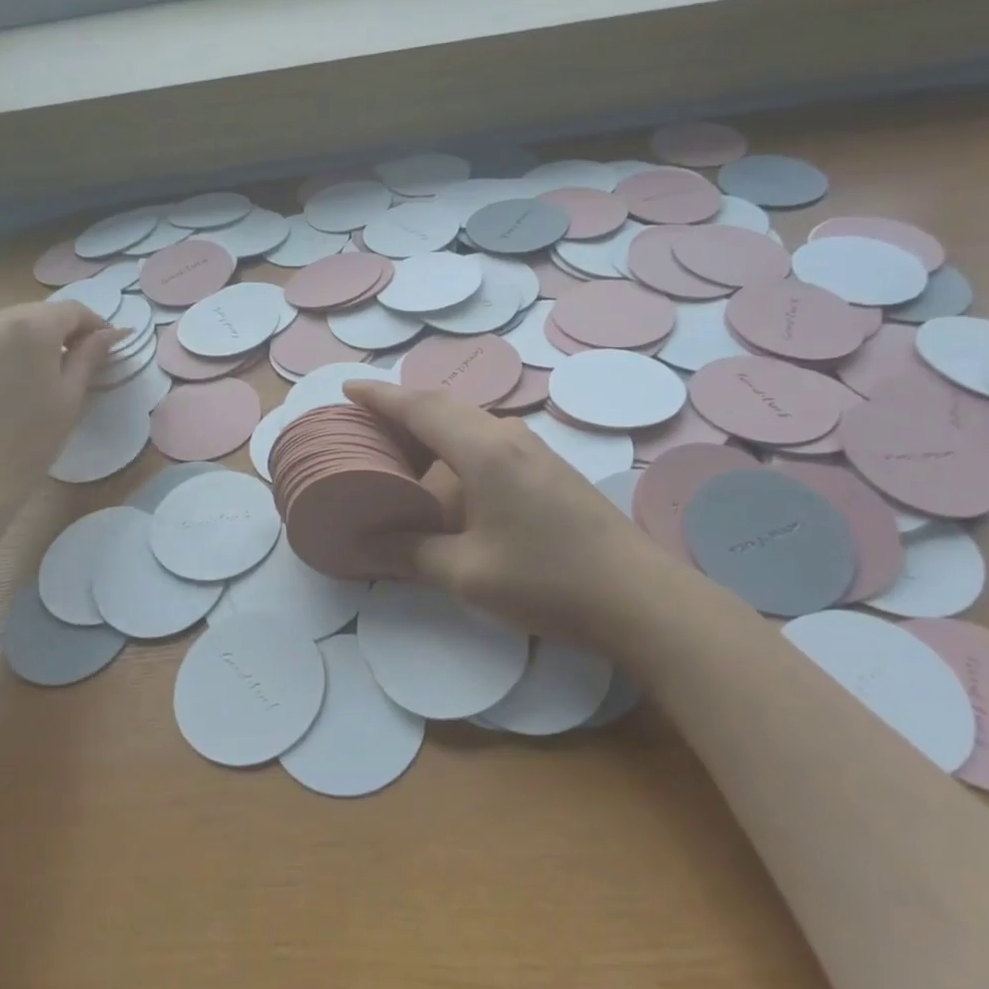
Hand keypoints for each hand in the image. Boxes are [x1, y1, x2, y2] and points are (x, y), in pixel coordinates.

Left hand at [0, 302, 124, 488]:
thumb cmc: (29, 440)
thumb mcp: (70, 398)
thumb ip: (90, 356)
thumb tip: (112, 332)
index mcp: (32, 327)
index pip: (72, 310)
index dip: (95, 324)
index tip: (106, 346)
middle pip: (36, 313)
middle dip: (59, 332)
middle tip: (73, 362)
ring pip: (4, 328)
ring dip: (25, 342)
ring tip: (34, 376)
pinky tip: (0, 391)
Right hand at [343, 380, 658, 642]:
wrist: (641, 598)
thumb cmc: (548, 580)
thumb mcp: (468, 573)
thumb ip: (409, 554)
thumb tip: (361, 547)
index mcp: (484, 451)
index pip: (420, 407)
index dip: (380, 397)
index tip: (348, 390)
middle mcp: (508, 437)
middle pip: (444, 408)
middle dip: (402, 411)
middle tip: (365, 426)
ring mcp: (533, 451)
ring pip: (469, 424)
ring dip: (431, 431)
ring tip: (398, 453)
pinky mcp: (548, 469)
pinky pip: (488, 442)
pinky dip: (455, 448)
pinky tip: (448, 480)